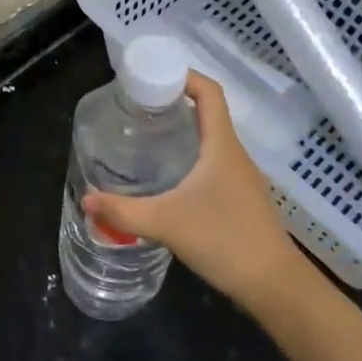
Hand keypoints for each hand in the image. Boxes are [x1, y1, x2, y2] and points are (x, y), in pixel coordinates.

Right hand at [83, 73, 307, 310]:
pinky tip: (168, 176)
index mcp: (221, 145)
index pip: (209, 92)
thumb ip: (123, 211)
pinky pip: (212, 162)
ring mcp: (240, 176)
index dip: (184, 75)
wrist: (274, 286)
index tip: (152, 76)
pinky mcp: (239, 197)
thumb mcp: (166, 223)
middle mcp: (234, 153)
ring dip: (182, 130)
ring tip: (146, 135)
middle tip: (138, 106)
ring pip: (210, 139)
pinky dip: (190, 156)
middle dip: (174, 102)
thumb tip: (87, 199)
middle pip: (207, 111)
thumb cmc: (225, 241)